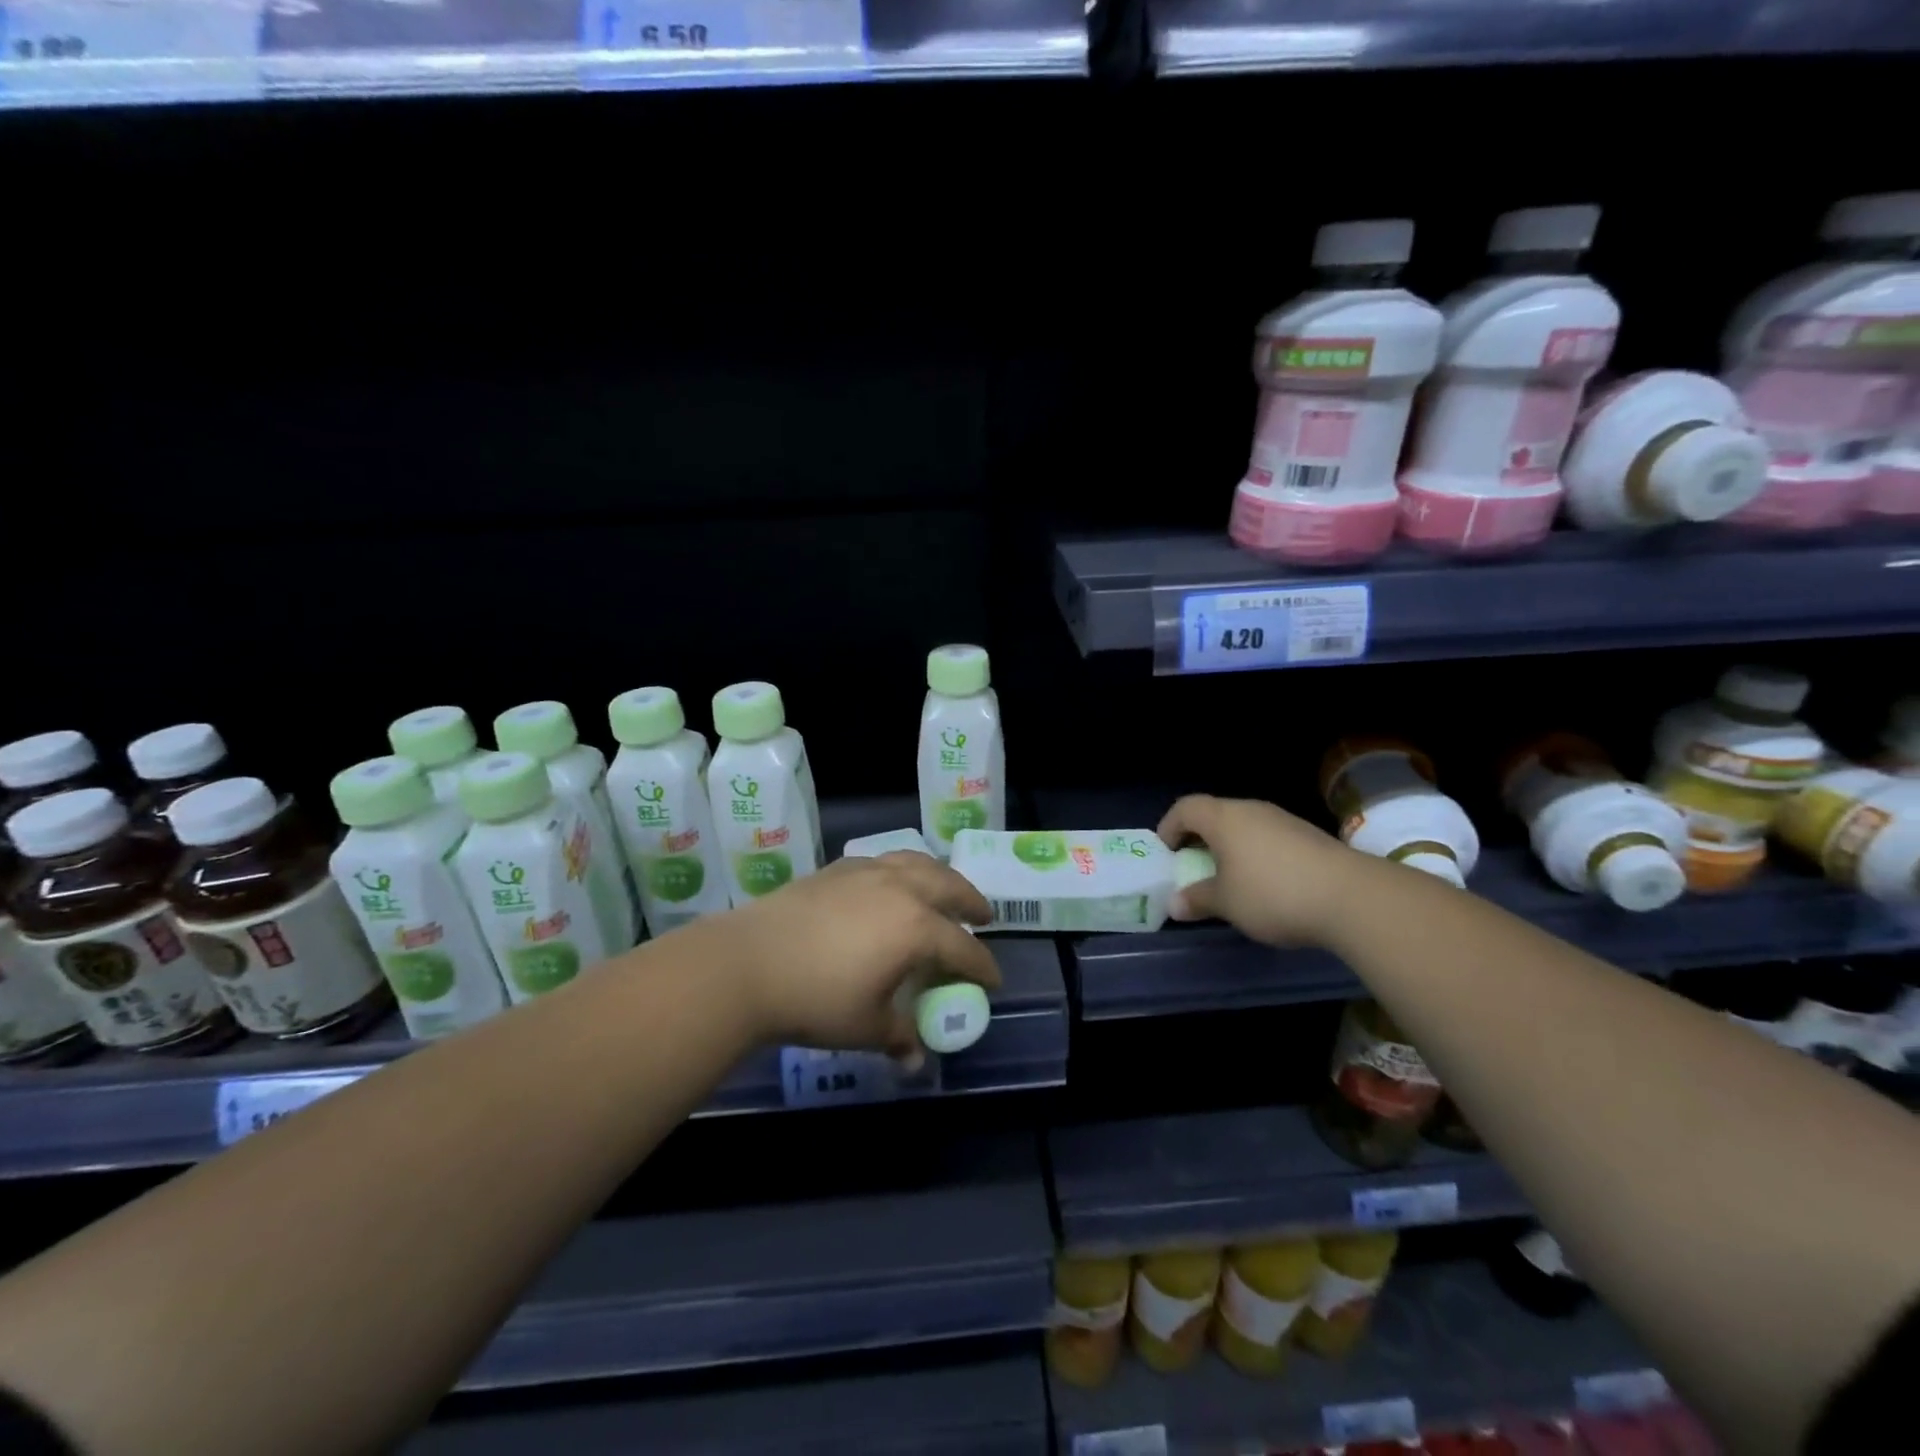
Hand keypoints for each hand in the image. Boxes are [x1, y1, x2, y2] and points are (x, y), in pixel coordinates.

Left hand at [719, 852, 999, 1065]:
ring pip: (917, 863)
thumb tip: (914, 1060)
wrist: (748, 962)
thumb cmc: (815, 999)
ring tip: (945, 888)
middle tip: (984, 915)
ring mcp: (867, 873)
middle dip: (972, 902)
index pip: (962, 948)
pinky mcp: (838, 868)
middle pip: (950, 887)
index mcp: (916, 928)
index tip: (993, 980)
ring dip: (940, 876)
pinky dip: (902, 870)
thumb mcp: (865, 1026)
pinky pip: (884, 861)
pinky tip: (892, 884)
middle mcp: (900, 890)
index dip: (982, 966)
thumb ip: (898, 1036)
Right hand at [1157, 794, 1367, 947]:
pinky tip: (1267, 883)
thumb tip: (1174, 903)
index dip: (1169, 827)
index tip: (1166, 852)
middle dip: (1200, 838)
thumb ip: (1197, 900)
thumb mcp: (1226, 903)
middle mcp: (1252, 810)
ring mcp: (1284, 820)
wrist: (1351, 897)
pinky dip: (1257, 854)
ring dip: (1230, 847)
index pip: (1185, 808)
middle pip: (1215, 814)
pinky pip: (1269, 838)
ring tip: (1230, 878)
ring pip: (1245, 826)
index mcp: (1224, 818)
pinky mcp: (1309, 836)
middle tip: (1194, 866)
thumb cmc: (1272, 893)